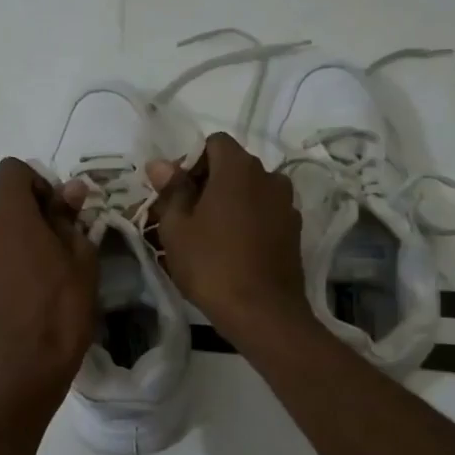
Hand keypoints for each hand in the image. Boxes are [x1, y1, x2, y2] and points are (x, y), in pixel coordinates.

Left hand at [0, 158, 98, 409]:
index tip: (59, 211)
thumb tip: (71, 189)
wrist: (27, 366)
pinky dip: (7, 258)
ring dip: (20, 237)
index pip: (13, 170)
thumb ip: (70, 217)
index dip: (39, 182)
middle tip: (62, 244)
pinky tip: (28, 287)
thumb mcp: (81, 257)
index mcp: (6, 215)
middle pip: (5, 202)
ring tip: (47, 270)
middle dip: (33, 213)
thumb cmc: (62, 307)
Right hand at [146, 133, 312, 342]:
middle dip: (209, 182)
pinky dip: (248, 221)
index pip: (215, 143)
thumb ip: (171, 190)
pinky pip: (265, 213)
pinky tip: (233, 249)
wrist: (263, 312)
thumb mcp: (177, 228)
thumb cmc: (211, 265)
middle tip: (186, 215)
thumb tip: (161, 164)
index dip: (192, 161)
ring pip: (251, 191)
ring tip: (209, 234)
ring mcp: (286, 204)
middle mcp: (269, 177)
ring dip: (230, 202)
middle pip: (234, 166)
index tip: (177, 192)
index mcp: (239, 168)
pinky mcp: (294, 231)